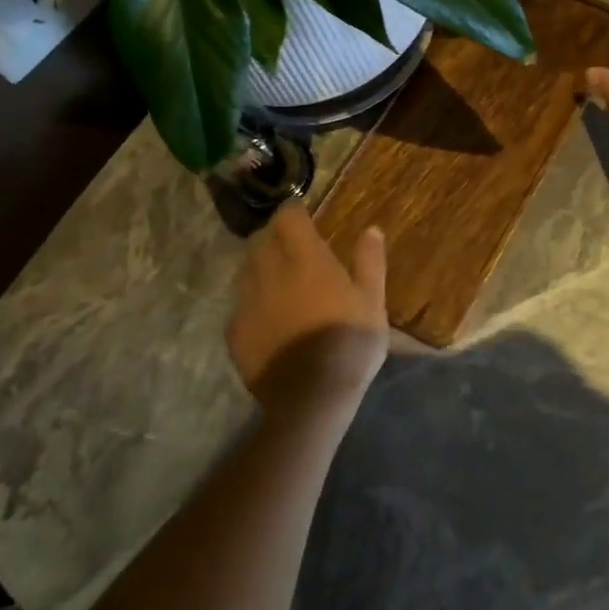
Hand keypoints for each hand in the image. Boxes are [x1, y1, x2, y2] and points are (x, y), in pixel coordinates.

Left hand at [228, 205, 388, 411]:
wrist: (310, 398)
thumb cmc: (349, 342)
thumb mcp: (373, 300)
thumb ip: (370, 261)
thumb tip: (371, 229)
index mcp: (306, 259)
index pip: (288, 217)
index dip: (294, 211)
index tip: (303, 213)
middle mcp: (270, 272)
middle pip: (262, 240)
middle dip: (275, 236)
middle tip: (292, 245)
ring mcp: (247, 303)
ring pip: (246, 270)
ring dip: (260, 265)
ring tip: (278, 277)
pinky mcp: (235, 333)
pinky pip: (240, 305)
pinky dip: (252, 300)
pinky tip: (268, 315)